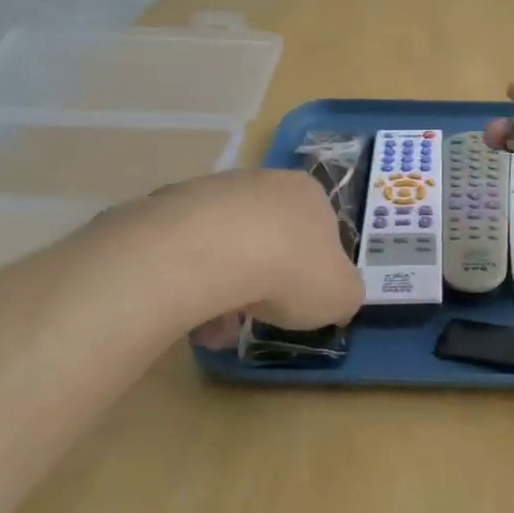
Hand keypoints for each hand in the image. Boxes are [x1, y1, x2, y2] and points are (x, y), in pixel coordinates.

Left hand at [142, 169, 364, 346]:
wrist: (209, 252)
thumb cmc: (290, 270)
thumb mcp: (342, 295)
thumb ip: (346, 294)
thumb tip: (337, 296)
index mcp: (309, 193)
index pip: (321, 230)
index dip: (313, 270)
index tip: (301, 301)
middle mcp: (263, 182)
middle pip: (270, 238)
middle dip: (265, 281)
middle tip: (258, 317)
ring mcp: (212, 191)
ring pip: (226, 248)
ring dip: (225, 290)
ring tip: (216, 330)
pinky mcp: (168, 207)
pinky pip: (187, 253)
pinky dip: (191, 285)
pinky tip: (189, 316)